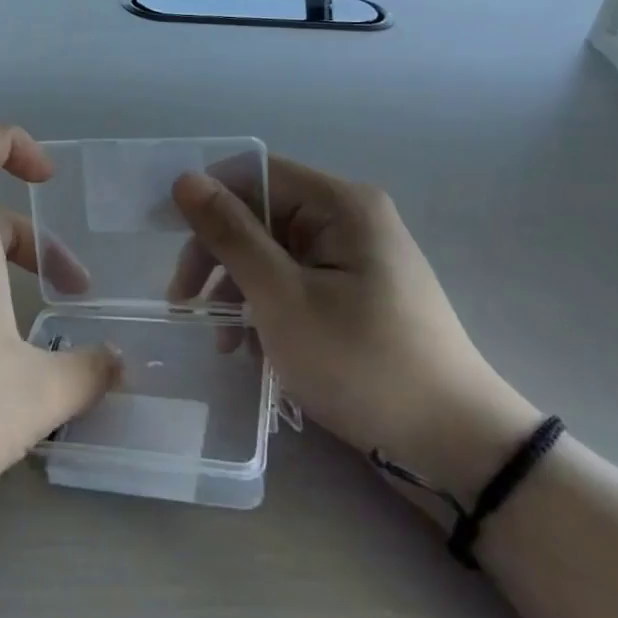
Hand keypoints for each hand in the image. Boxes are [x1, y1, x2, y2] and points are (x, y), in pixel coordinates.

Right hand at [168, 157, 537, 501]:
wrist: (451, 444)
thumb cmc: (361, 363)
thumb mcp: (281, 297)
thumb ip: (230, 235)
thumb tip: (185, 179)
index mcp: (340, 204)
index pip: (253, 173)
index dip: (206, 200)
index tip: (165, 242)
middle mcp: (349, 218)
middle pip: (260, 213)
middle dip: (216, 254)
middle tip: (183, 303)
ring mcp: (354, 257)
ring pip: (272, 252)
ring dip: (236, 287)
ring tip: (217, 340)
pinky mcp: (356, 292)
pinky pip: (294, 280)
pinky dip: (264, 306)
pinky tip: (247, 347)